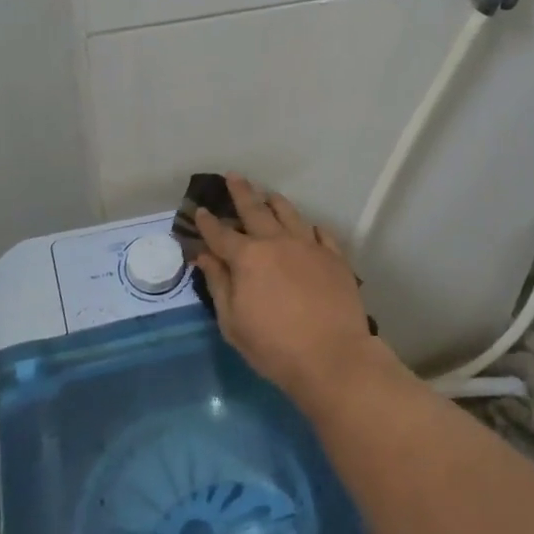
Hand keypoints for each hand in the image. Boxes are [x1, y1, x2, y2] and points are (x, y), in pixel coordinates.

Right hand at [192, 173, 396, 409]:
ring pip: (289, 213)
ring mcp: (309, 245)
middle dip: (241, 192)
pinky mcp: (334, 256)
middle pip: (255, 210)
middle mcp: (277, 242)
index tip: (200, 209)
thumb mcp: (233, 323)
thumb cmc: (274, 347)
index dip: (208, 222)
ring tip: (268, 194)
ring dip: (275, 202)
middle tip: (233, 176)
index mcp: (248, 258)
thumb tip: (205, 257)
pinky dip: (310, 227)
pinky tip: (308, 227)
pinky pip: (320, 232)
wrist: (332, 356)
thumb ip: (219, 285)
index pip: (221, 234)